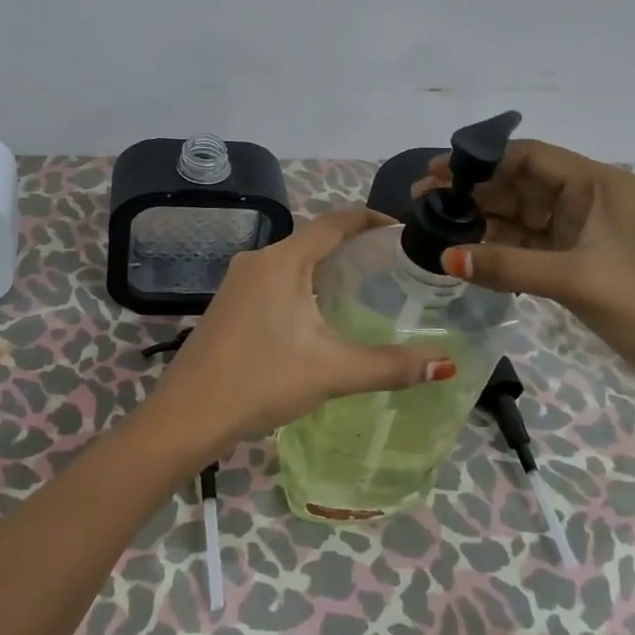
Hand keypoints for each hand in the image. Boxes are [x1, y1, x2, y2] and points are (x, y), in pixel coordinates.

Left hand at [147, 206, 453, 455]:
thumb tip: (447, 365)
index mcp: (282, 261)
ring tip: (365, 289)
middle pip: (314, 239)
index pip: (334, 222)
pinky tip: (320, 315)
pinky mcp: (230, 302)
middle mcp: (258, 259)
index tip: (403, 232)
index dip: (370, 220)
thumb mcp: (331, 372)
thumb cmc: (260, 381)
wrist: (187, 414)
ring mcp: (239, 280)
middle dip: (353, 247)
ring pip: (294, 261)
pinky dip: (304, 285)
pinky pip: (276, 279)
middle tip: (393, 267)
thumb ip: (390, 366)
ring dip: (327, 268)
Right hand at [422, 140, 634, 416]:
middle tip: (423, 203)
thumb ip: (508, 265)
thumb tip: (445, 256)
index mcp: (598, 185)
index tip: (435, 173)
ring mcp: (587, 237)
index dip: (479, 160)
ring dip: (483, 223)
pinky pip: (532, 250)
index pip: (528, 156)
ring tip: (436, 229)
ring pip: (523, 219)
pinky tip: (469, 258)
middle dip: (473, 191)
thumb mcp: (576, 279)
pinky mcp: (584, 269)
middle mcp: (590, 202)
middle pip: (520, 185)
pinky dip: (502, 252)